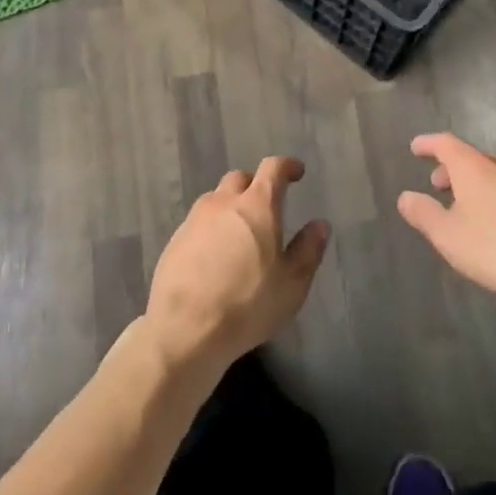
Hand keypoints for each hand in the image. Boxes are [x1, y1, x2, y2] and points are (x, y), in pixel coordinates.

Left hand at [146, 156, 329, 372]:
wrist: (184, 328)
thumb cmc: (247, 304)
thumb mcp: (291, 284)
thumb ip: (308, 250)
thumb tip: (320, 224)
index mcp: (257, 205)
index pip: (273, 168)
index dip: (287, 166)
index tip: (297, 172)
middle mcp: (224, 202)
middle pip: (240, 178)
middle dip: (256, 185)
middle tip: (267, 207)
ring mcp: (195, 219)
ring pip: (217, 198)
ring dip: (231, 206)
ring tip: (241, 233)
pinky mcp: (176, 240)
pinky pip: (199, 222)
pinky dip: (212, 228)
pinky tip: (216, 256)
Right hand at [397, 133, 495, 310]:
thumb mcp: (448, 236)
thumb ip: (424, 214)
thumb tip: (405, 196)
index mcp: (474, 167)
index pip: (446, 143)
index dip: (428, 144)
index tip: (416, 148)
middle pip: (472, 157)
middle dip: (452, 168)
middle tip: (438, 184)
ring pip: (494, 174)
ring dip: (474, 183)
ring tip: (465, 206)